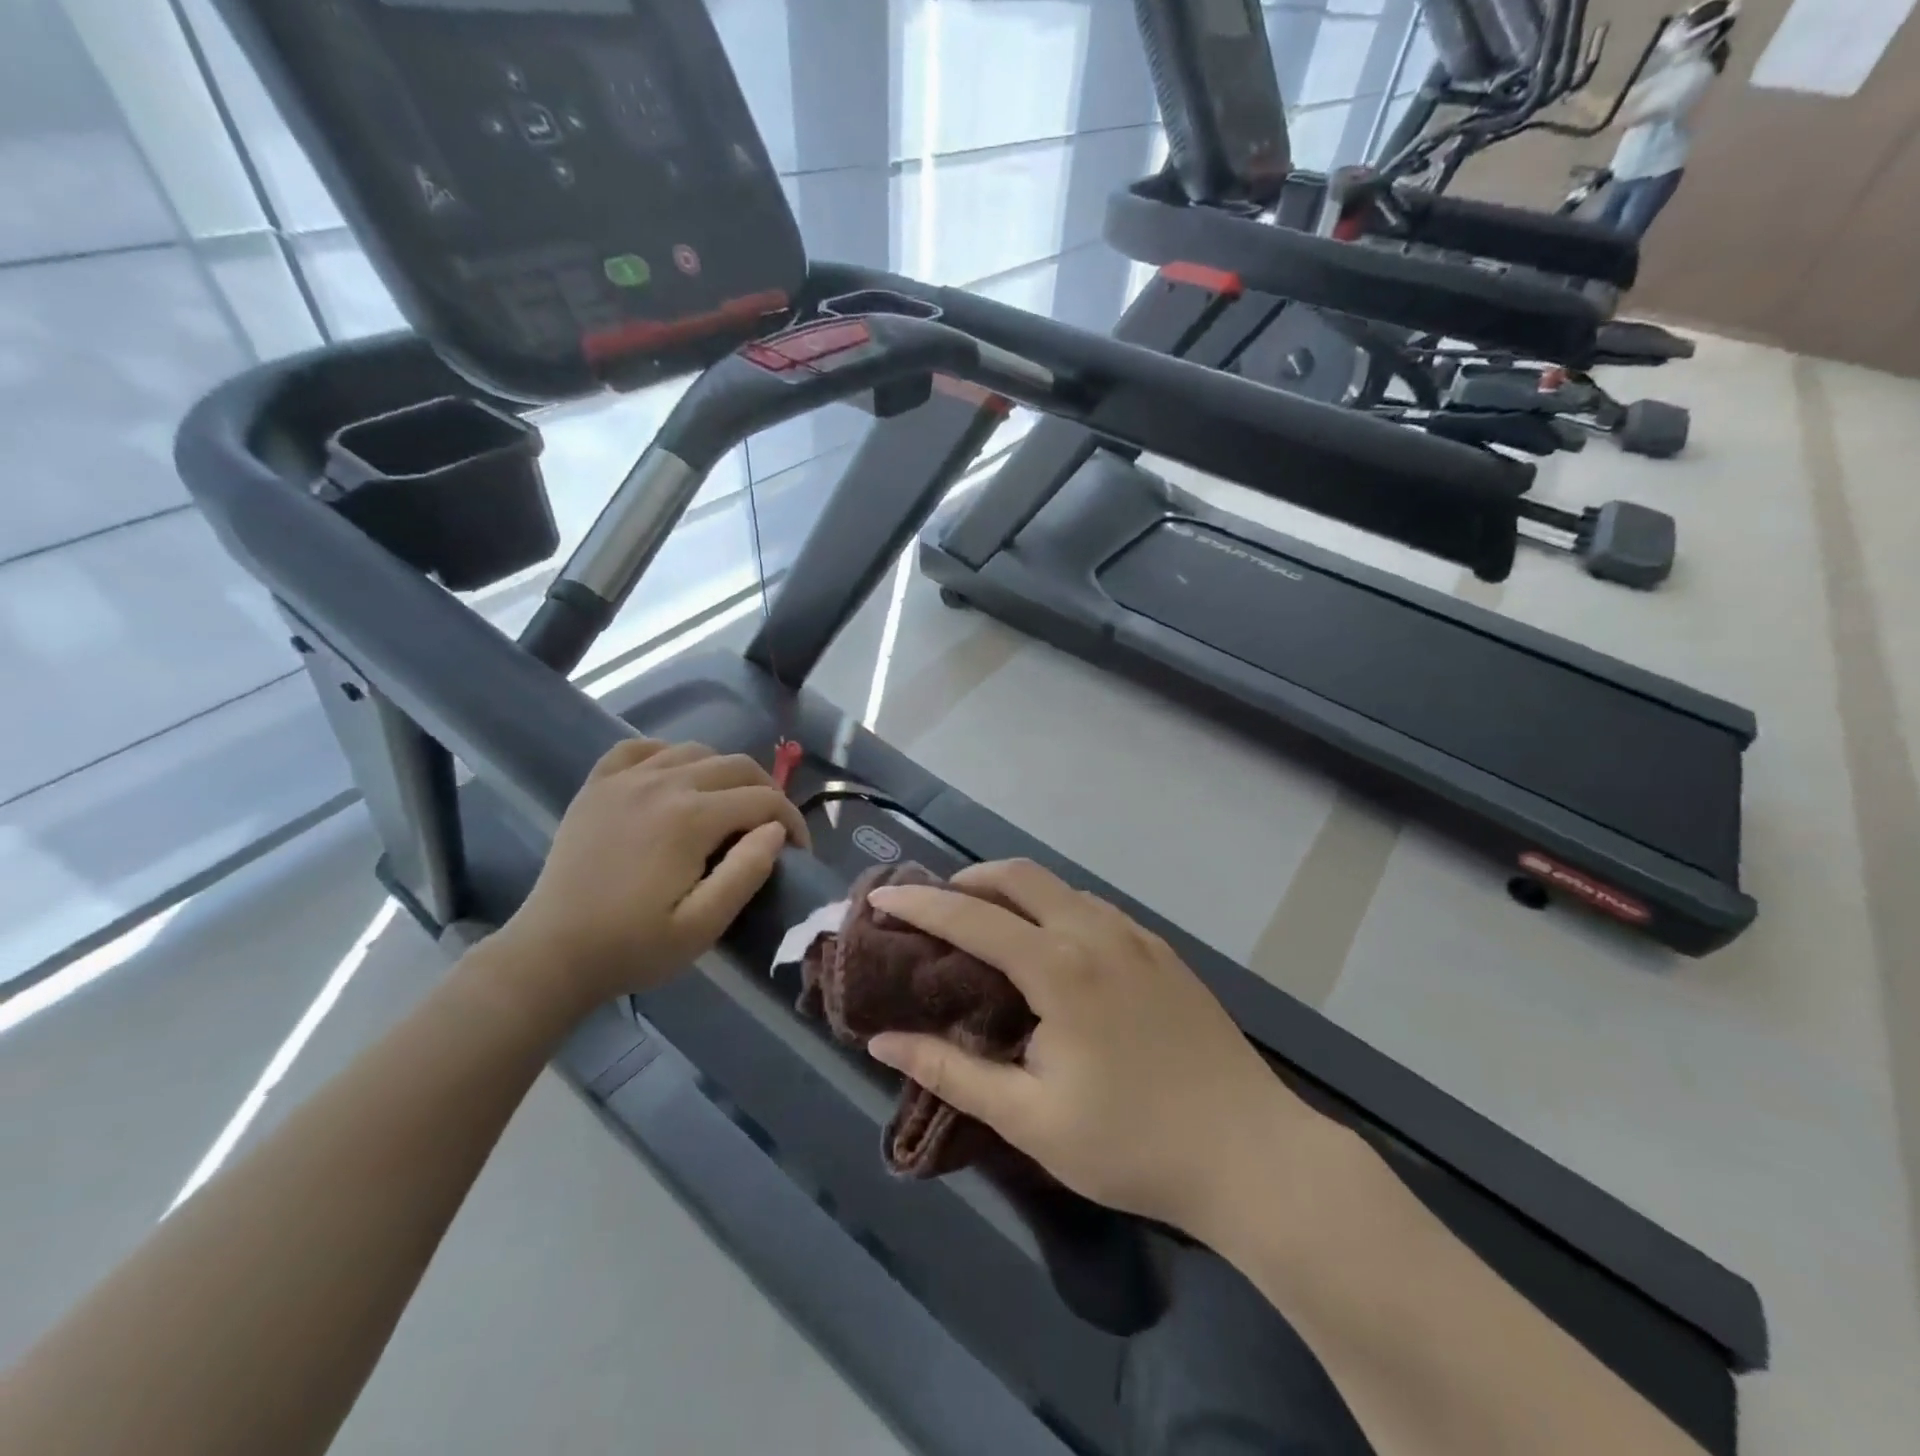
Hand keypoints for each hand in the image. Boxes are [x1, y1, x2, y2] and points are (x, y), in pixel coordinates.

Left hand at [500, 738, 808, 1009]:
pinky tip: (673, 779)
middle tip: (770, 829)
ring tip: (728, 806)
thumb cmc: (632, 947)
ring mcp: (625, 780)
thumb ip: (746, 872)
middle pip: (736, 765)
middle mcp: (663, 784)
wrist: (550, 954)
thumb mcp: (702, 926)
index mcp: (692, 818)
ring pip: (695, 750)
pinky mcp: (597, 786)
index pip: (764, 800)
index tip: (798, 851)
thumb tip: (776, 830)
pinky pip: (641, 748)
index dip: (793, 821)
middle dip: (766, 792)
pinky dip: (667, 755)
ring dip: (724, 773)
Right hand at [864, 860, 1313, 1239]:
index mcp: (1059, 967)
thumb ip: (952, 1072)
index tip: (882, 900)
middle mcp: (1096, 933)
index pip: (971, 917)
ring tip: (986, 925)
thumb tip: (883, 1040)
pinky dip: (1054, 908)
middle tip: (935, 907)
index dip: (920, 905)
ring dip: (1014, 892)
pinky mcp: (1162, 951)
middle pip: (1019, 876)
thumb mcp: (1029, 1119)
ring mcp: (1136, 937)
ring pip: (1060, 887)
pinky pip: (1094, 908)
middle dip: (968, 880)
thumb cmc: (1131, 1144)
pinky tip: (1052, 947)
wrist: (1252, 1155)